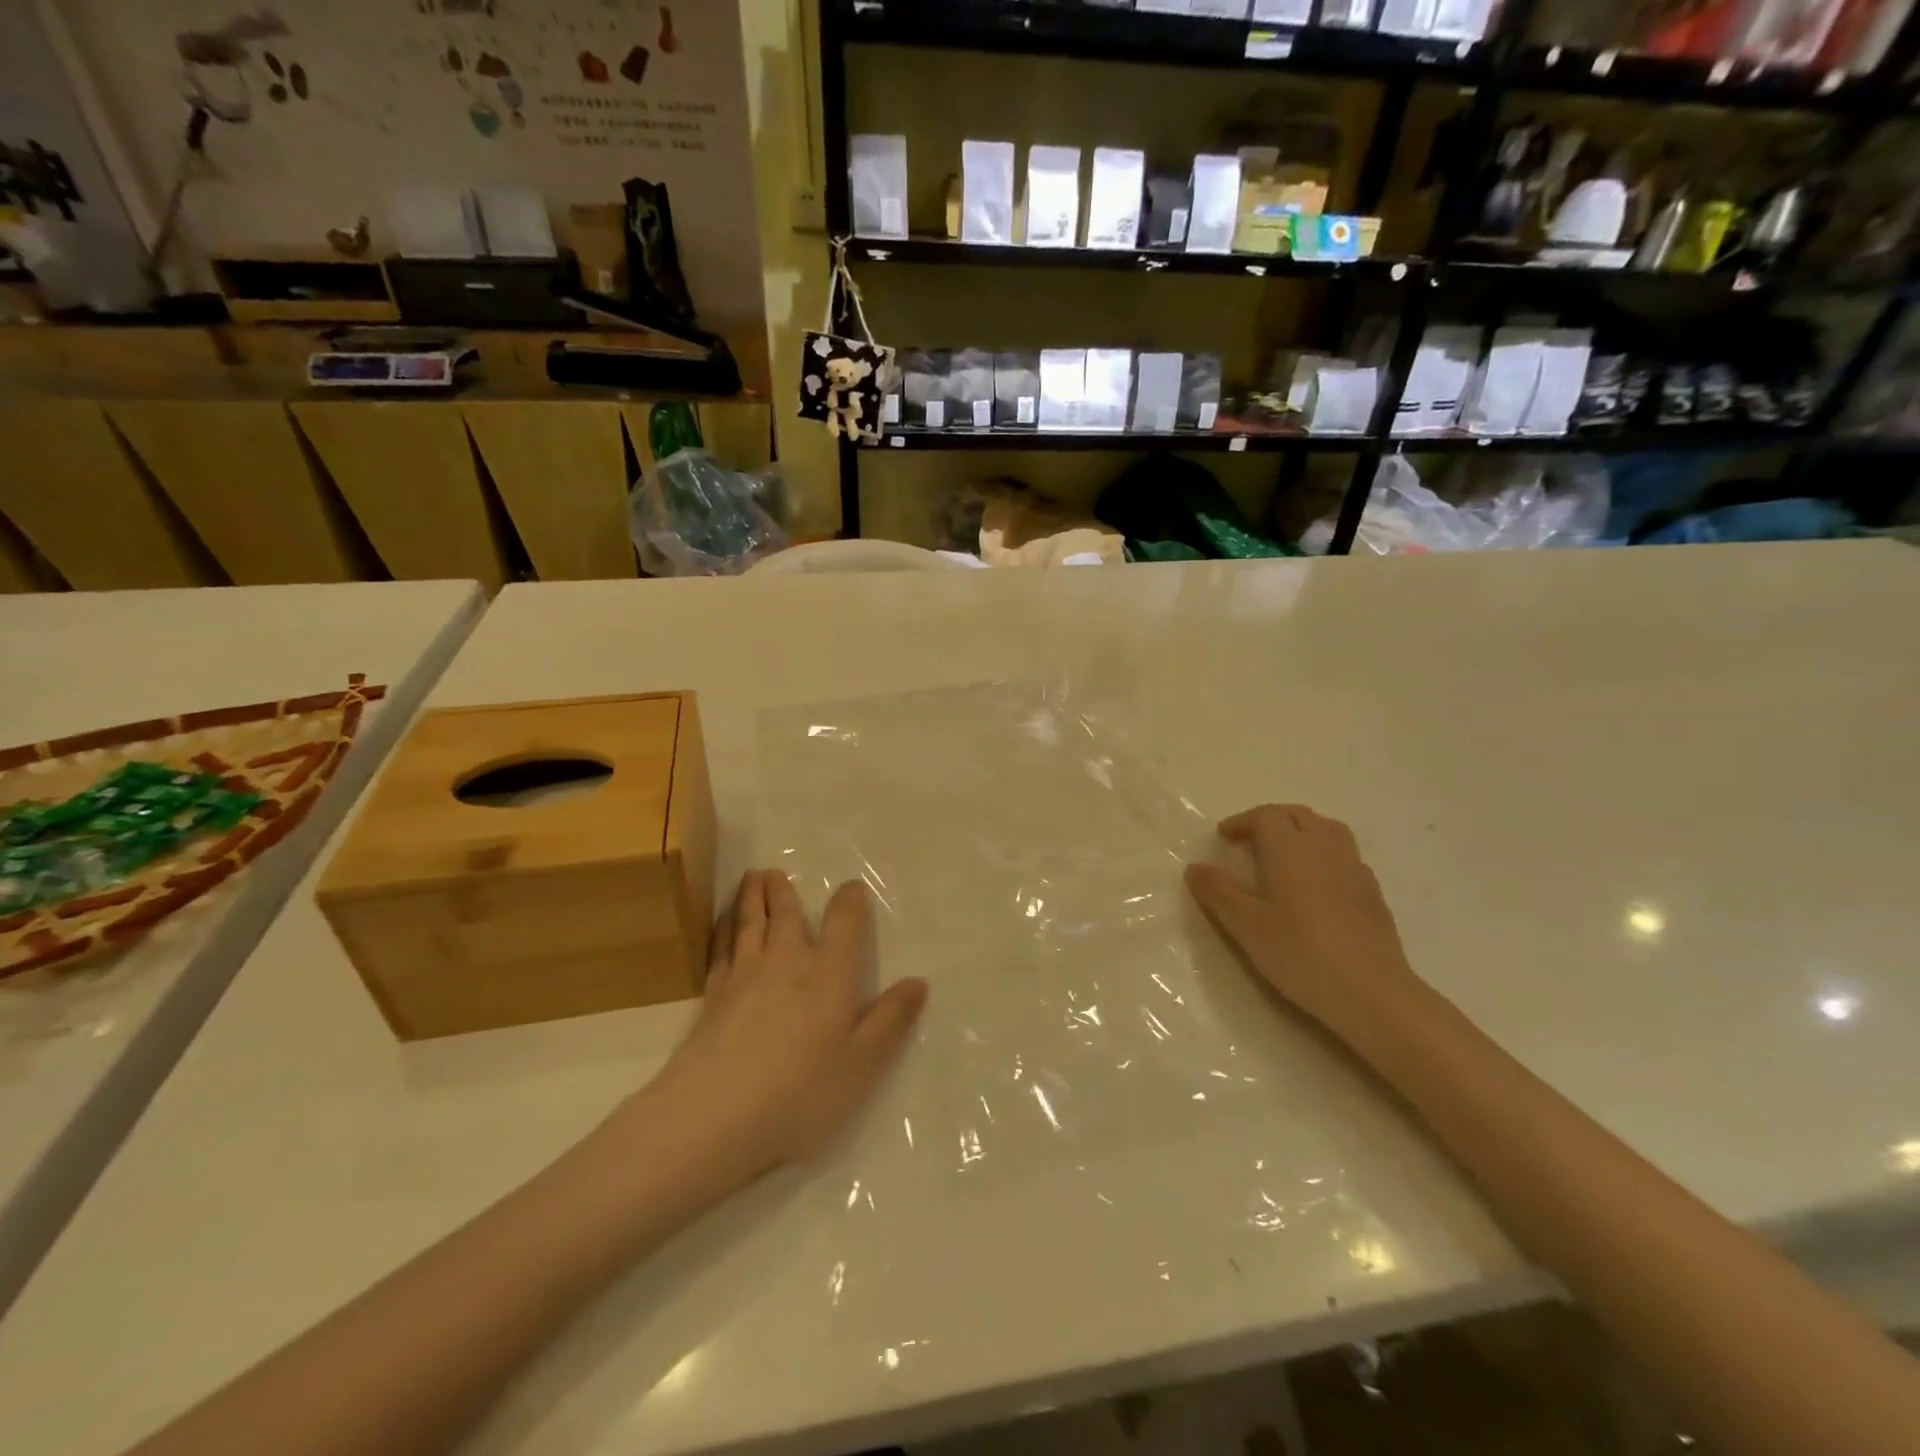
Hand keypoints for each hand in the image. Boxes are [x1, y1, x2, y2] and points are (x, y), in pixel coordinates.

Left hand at [648, 870, 927, 1178]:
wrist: (716, 1114)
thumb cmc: (802, 1092)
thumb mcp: (862, 1063)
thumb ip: (890, 1020)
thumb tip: (918, 982)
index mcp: (829, 973)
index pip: (844, 923)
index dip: (850, 902)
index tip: (852, 887)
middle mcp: (787, 962)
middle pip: (786, 915)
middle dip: (783, 892)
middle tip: (775, 871)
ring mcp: (745, 975)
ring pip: (749, 924)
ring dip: (751, 898)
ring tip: (751, 878)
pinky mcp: (712, 996)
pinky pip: (720, 948)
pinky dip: (722, 929)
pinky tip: (721, 925)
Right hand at [1185, 805, 1419, 1034]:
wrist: (1371, 993)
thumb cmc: (1300, 953)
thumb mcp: (1246, 925)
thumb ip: (1219, 892)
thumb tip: (1195, 867)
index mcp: (1291, 850)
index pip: (1266, 816)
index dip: (1243, 821)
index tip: (1224, 838)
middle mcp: (1325, 849)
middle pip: (1299, 815)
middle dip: (1271, 820)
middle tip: (1249, 841)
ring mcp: (1354, 869)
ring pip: (1328, 829)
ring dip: (1302, 830)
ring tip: (1284, 854)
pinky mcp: (1373, 893)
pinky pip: (1346, 856)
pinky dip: (1325, 854)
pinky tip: (1317, 883)